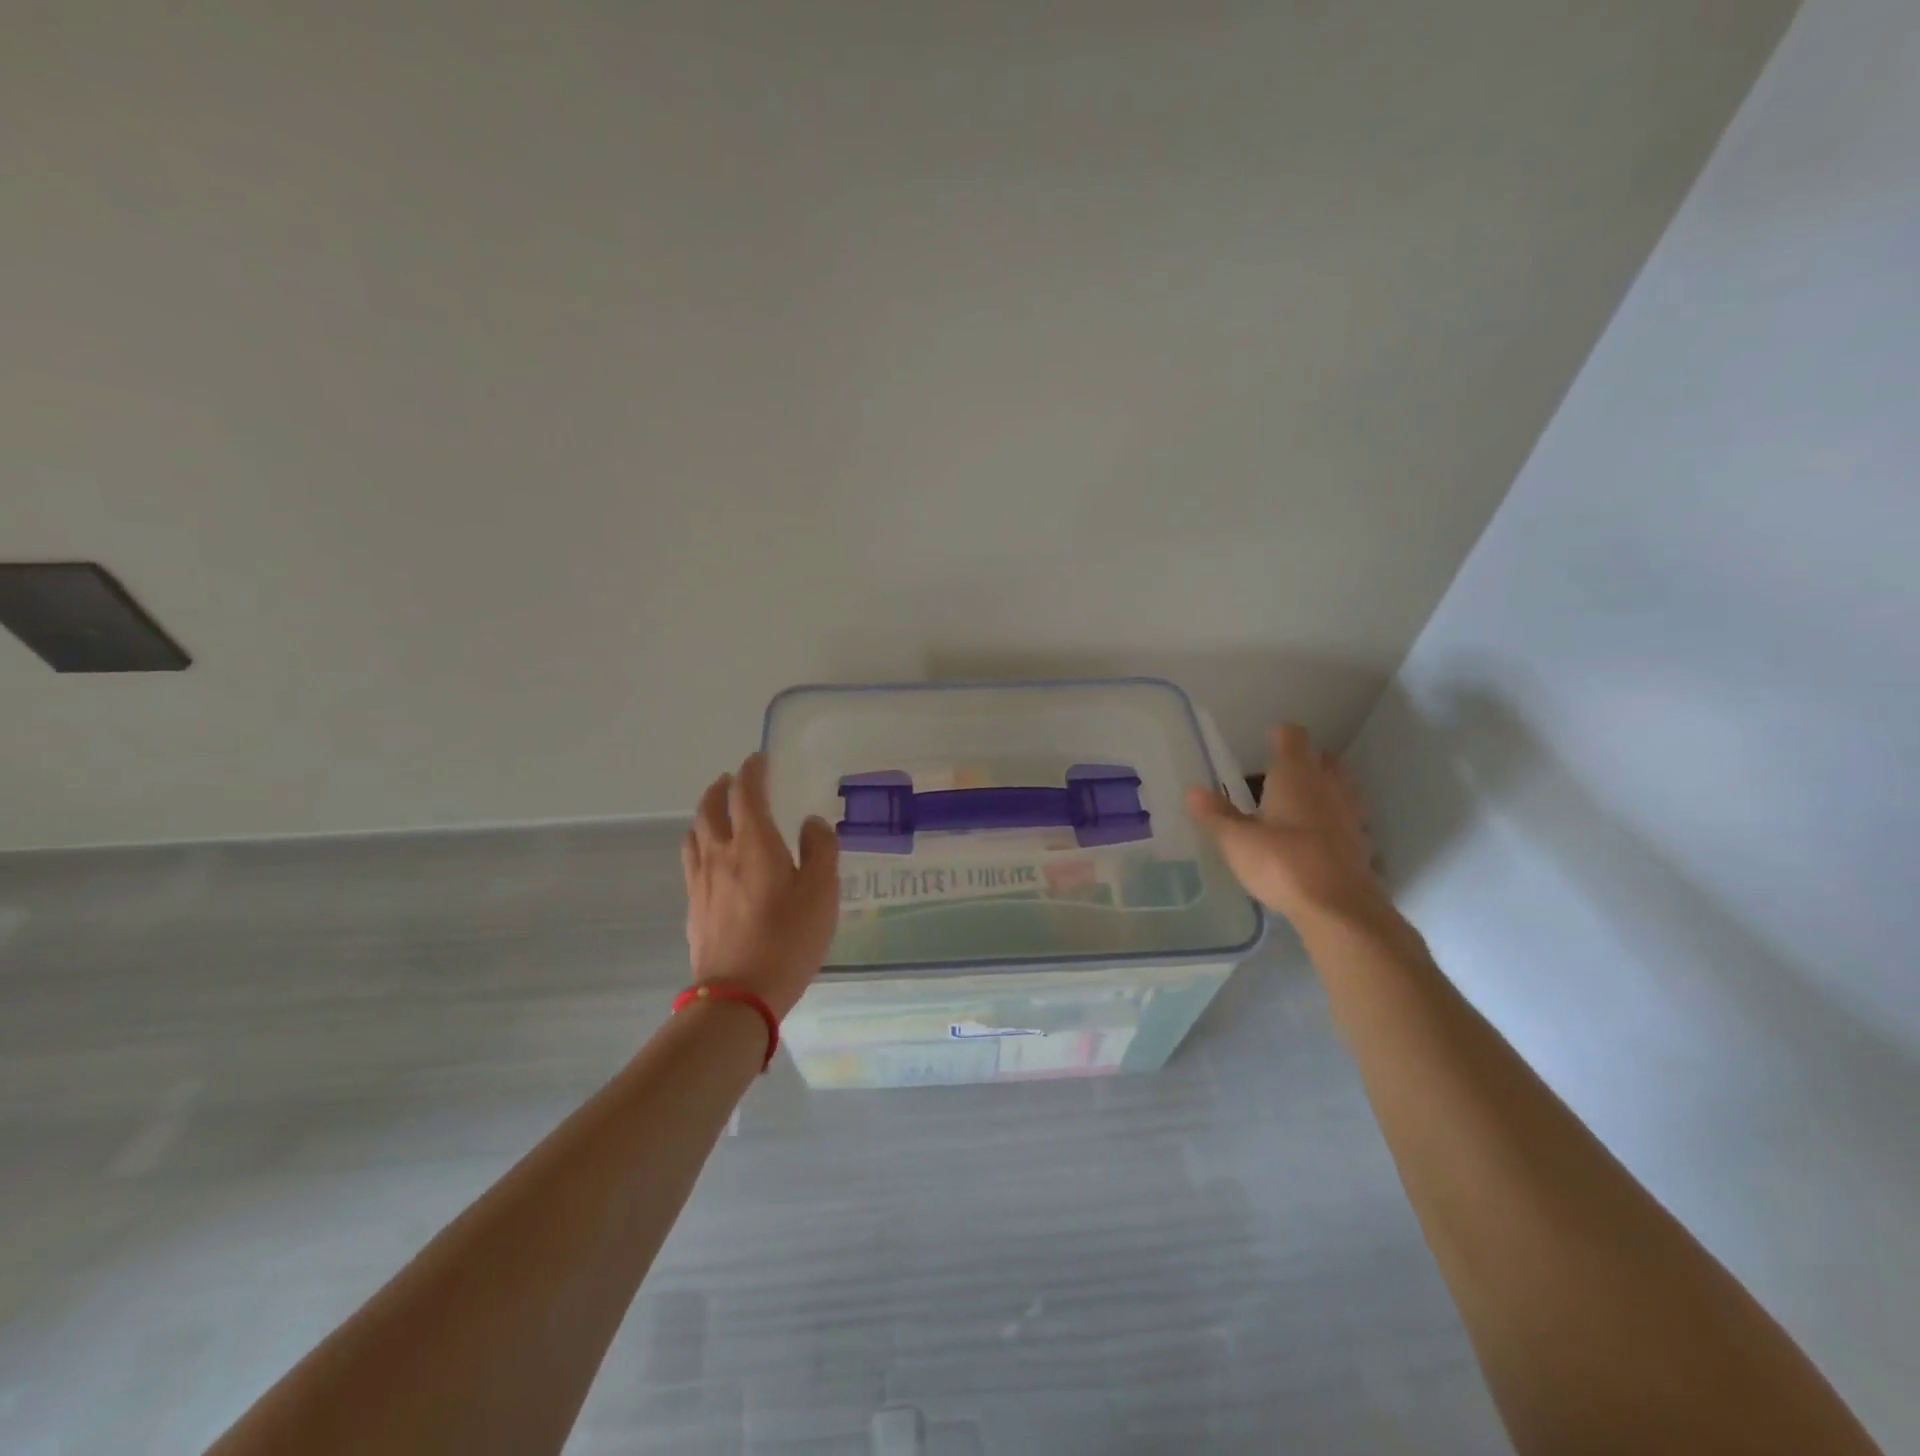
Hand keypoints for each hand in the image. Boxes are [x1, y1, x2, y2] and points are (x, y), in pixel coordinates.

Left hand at [682, 752, 839, 1020]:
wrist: (739, 995)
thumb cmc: (789, 938)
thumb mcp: (822, 891)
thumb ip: (820, 849)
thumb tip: (810, 822)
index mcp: (753, 843)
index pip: (746, 793)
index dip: (752, 771)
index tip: (759, 759)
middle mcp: (720, 854)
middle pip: (709, 808)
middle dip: (721, 788)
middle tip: (733, 781)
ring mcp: (701, 882)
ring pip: (694, 834)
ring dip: (705, 815)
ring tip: (718, 815)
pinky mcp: (693, 908)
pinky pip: (692, 863)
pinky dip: (701, 846)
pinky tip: (713, 861)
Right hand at [1186, 722, 1384, 931]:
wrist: (1338, 908)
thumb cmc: (1282, 863)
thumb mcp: (1237, 841)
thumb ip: (1216, 814)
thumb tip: (1193, 791)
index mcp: (1295, 776)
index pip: (1292, 737)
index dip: (1279, 735)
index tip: (1266, 739)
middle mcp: (1327, 787)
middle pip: (1324, 759)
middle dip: (1306, 760)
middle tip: (1282, 772)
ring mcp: (1349, 814)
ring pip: (1342, 787)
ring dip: (1326, 787)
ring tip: (1302, 801)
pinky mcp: (1361, 844)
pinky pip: (1348, 819)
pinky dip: (1335, 819)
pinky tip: (1319, 836)